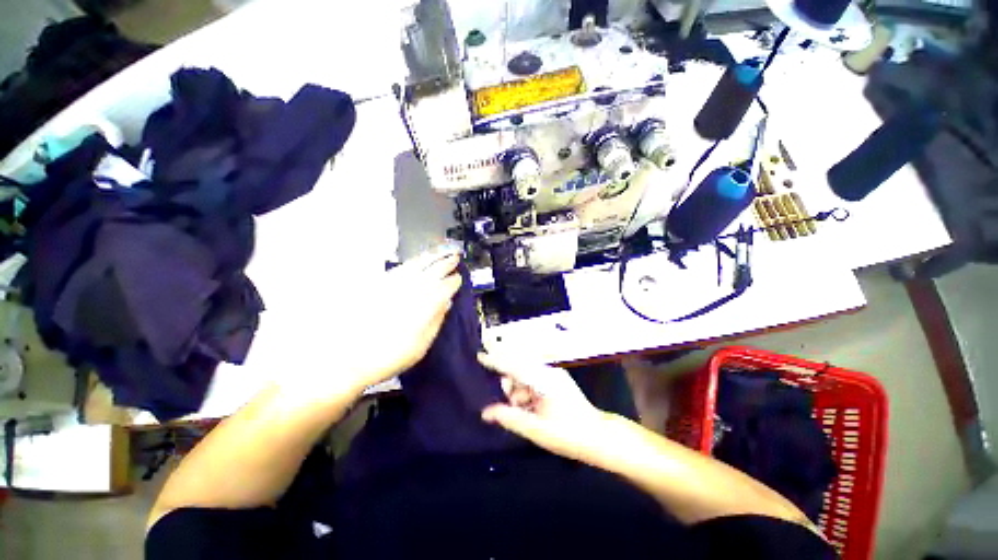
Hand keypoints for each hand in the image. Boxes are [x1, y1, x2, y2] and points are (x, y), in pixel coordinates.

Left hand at [351, 249, 461, 387]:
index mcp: (425, 305)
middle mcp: (412, 290)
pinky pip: (402, 267)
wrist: (351, 357)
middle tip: (455, 257)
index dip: (454, 281)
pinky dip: (414, 261)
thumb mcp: (421, 345)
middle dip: (447, 262)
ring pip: (418, 264)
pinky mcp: (380, 284)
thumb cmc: (389, 355)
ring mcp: (395, 285)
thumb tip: (446, 304)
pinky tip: (418, 260)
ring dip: (432, 255)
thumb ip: (436, 321)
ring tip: (441, 250)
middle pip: (434, 270)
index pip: (445, 287)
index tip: (458, 278)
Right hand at [479, 352, 610, 461]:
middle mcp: (548, 372)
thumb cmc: (568, 435)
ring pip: (525, 376)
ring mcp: (554, 375)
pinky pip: (534, 380)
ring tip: (526, 411)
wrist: (599, 437)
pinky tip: (532, 408)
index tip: (479, 355)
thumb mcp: (535, 430)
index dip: (495, 360)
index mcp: (543, 380)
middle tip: (513, 404)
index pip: (514, 366)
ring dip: (519, 392)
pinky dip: (527, 393)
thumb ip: (509, 418)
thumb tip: (485, 413)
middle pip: (518, 369)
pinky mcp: (557, 380)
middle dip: (510, 386)